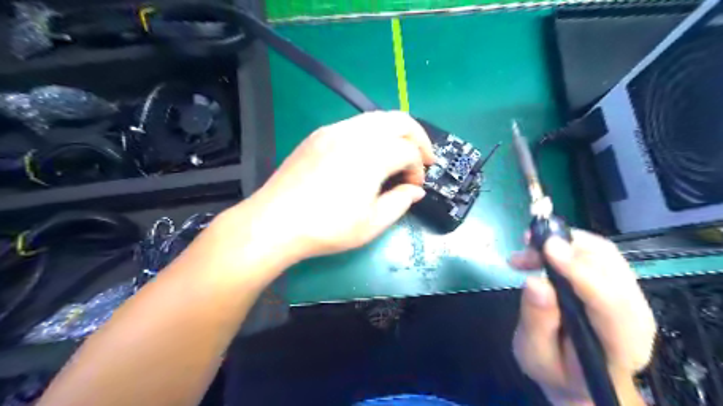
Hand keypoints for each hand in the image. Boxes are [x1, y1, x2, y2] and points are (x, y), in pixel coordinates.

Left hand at [243, 112, 433, 260]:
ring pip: (377, 117)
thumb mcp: (371, 224)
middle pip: (399, 120)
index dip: (418, 169)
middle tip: (423, 158)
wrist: (275, 222)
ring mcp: (334, 130)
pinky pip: (355, 124)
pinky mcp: (318, 134)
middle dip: (418, 137)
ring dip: (395, 133)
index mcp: (373, 155)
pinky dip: (372, 133)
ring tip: (398, 154)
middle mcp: (356, 134)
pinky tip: (368, 154)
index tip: (414, 187)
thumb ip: (400, 203)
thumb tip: (415, 190)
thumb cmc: (327, 227)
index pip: (409, 152)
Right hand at [507, 229, 655, 403]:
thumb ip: (538, 322)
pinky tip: (540, 252)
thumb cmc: (556, 370)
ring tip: (527, 250)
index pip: (608, 301)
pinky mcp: (617, 283)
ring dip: (563, 242)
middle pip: (610, 266)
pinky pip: (597, 253)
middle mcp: (635, 315)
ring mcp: (630, 296)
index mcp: (620, 344)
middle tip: (525, 246)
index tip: (547, 248)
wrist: (578, 375)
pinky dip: (566, 244)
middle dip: (566, 246)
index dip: (578, 270)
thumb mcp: (536, 356)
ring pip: (604, 252)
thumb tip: (535, 282)